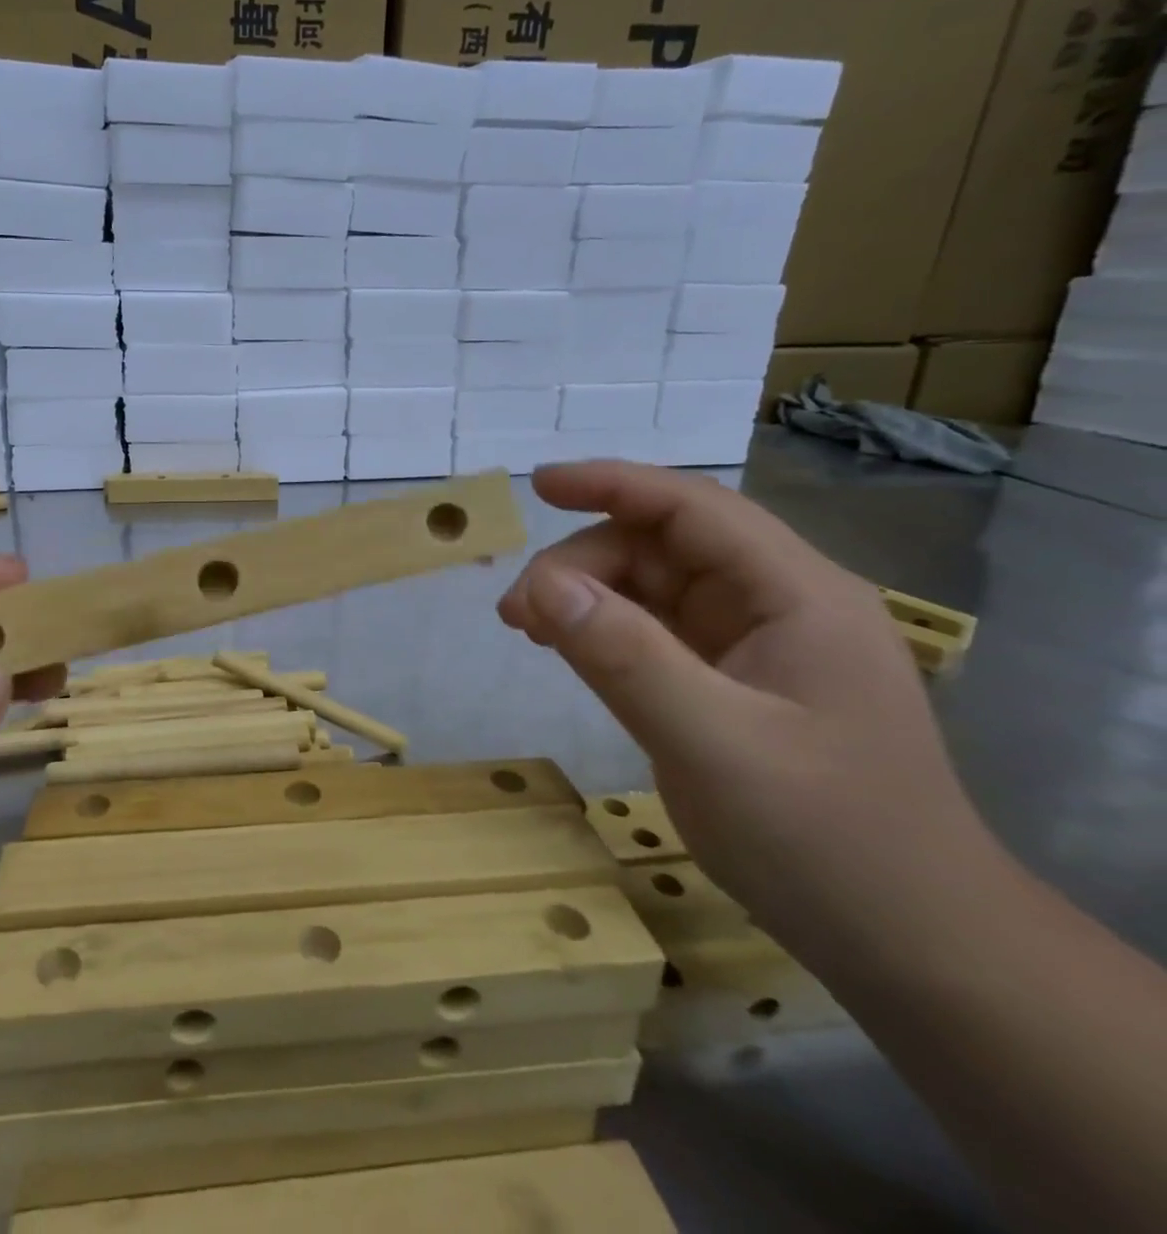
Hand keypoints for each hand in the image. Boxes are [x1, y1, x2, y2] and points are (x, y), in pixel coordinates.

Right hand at [496, 461, 994, 961]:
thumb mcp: (713, 743)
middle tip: (517, 614)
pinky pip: (653, 633)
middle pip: (661, 548)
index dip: (614, 484)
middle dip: (582, 565)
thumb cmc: (827, 840)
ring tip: (529, 631)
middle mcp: (776, 605)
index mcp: (796, 595)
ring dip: (585, 597)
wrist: (910, 944)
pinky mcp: (730, 684)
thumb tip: (540, 583)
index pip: (694, 508)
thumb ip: (623, 657)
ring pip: (651, 589)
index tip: (538, 486)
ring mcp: (754, 646)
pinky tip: (566, 648)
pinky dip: (601, 632)